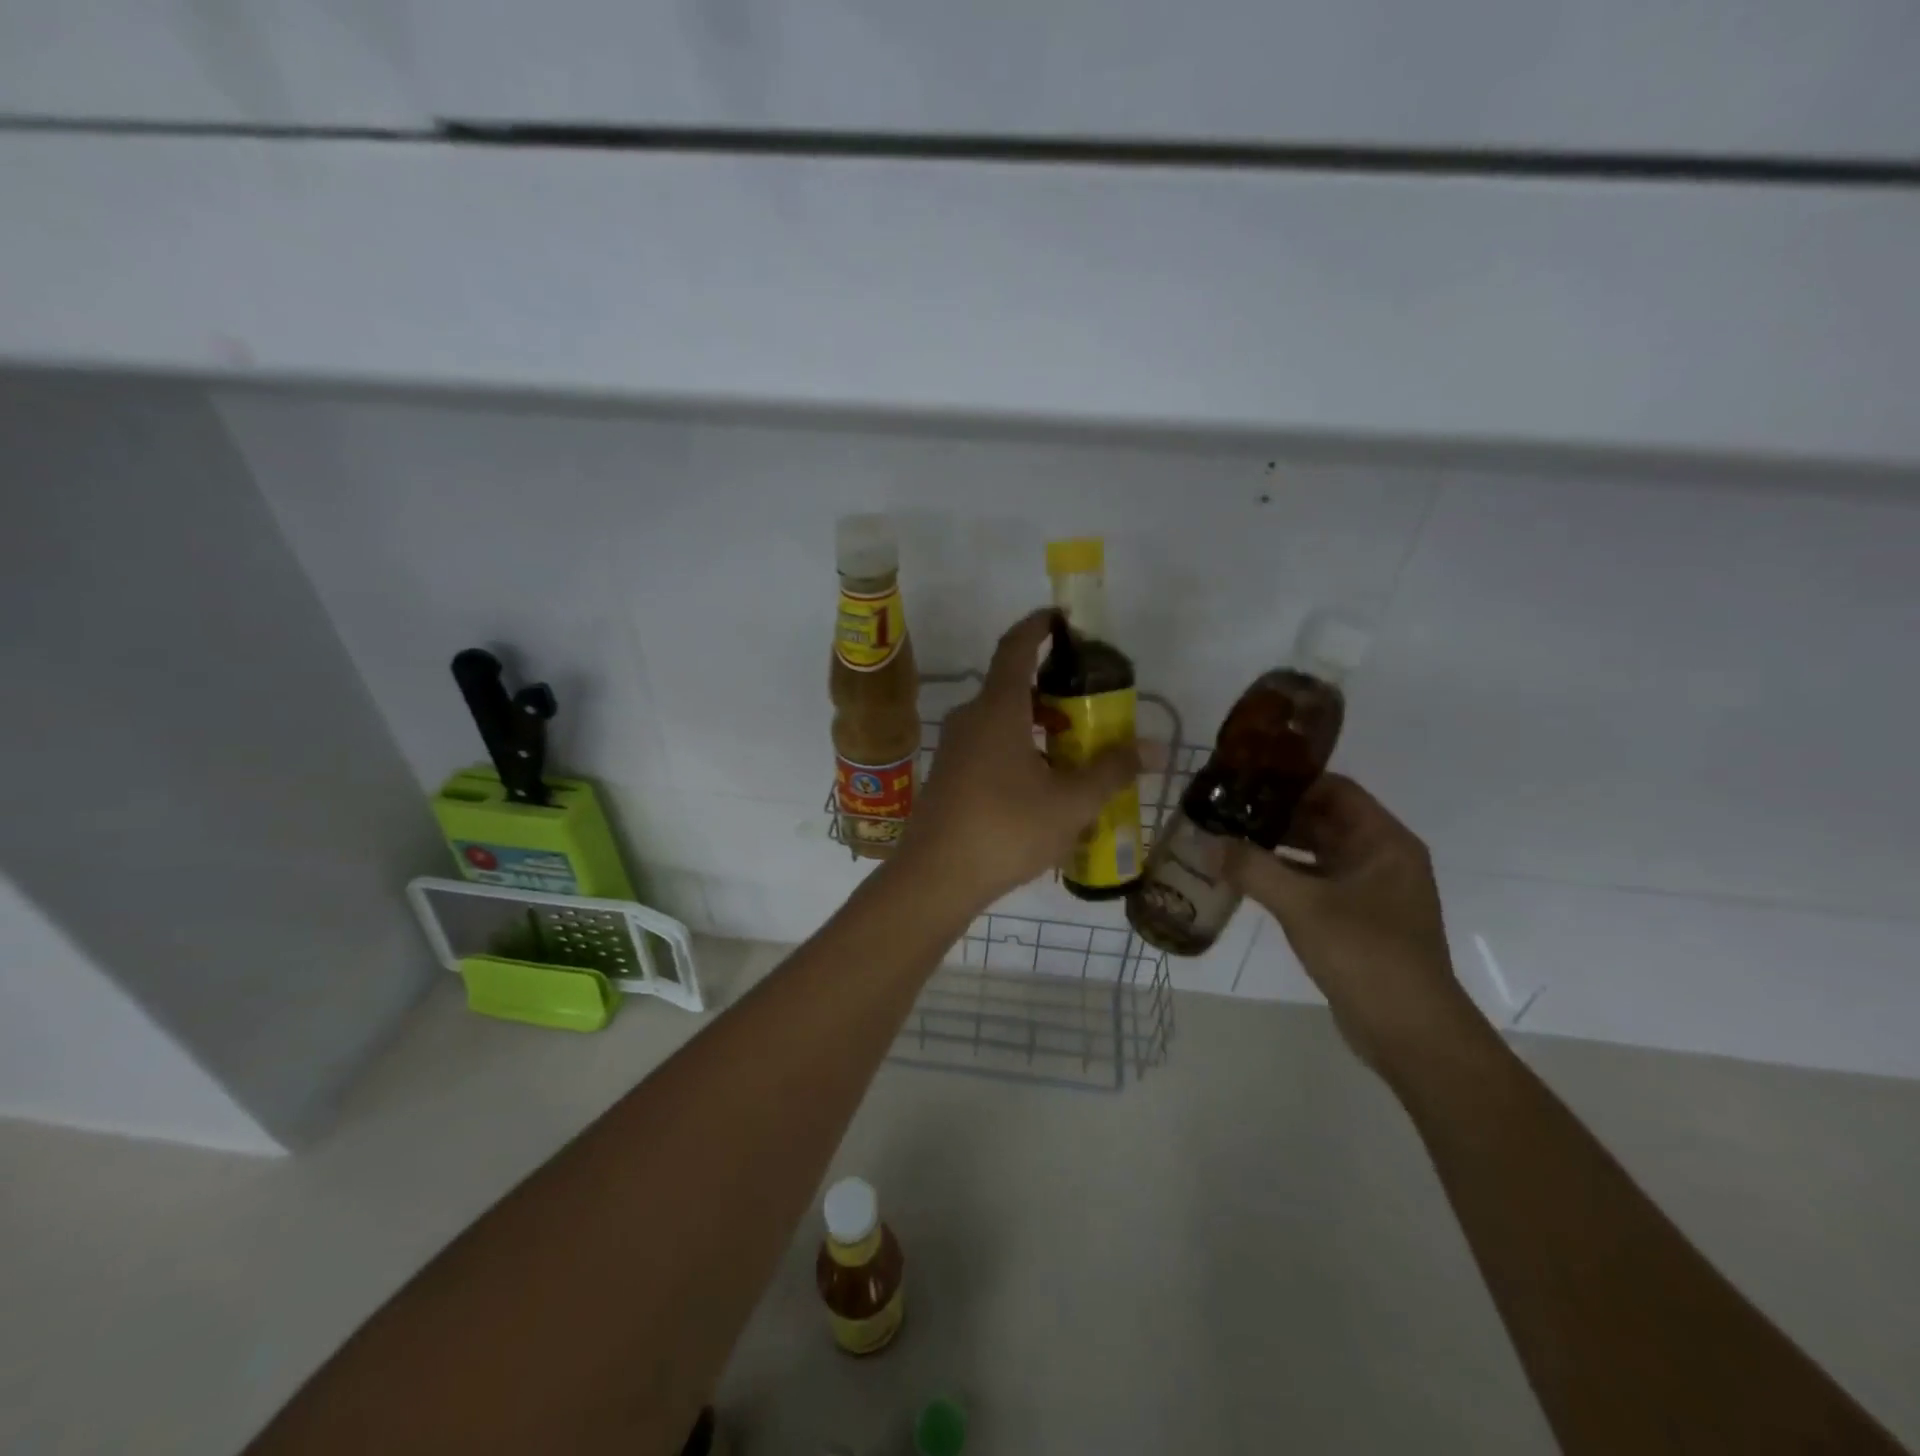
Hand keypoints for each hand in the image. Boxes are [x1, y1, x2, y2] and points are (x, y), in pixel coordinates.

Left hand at [896, 609, 1139, 908]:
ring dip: (1038, 726)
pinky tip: (1042, 787)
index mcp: (997, 709)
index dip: (1039, 625)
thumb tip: (1150, 748)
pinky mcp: (948, 775)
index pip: (1016, 647)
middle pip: (1013, 686)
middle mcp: (970, 718)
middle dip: (1053, 691)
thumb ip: (1111, 771)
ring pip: (1002, 720)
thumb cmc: (1006, 829)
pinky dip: (1019, 749)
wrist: (935, 877)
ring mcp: (954, 747)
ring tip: (1075, 753)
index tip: (1063, 618)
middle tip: (1091, 707)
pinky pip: (989, 746)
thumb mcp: (1070, 803)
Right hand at [1226, 774, 1485, 1075]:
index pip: (1335, 789)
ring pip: (1315, 853)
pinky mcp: (1354, 919)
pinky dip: (1282, 876)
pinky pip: (1313, 882)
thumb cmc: (1366, 953)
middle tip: (1225, 807)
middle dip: (1275, 813)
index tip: (1244, 777)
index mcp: (1383, 842)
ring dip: (1275, 846)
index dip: (1291, 780)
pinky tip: (1244, 878)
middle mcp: (1380, 858)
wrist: (1409, 1032)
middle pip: (1323, 819)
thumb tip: (1207, 843)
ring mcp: (1368, 890)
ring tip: (1226, 837)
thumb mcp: (1303, 905)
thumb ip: (1253, 869)